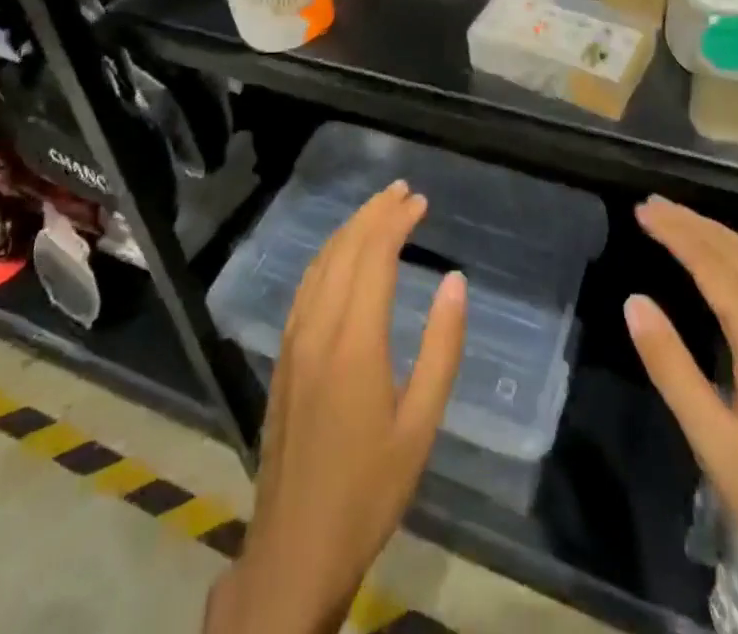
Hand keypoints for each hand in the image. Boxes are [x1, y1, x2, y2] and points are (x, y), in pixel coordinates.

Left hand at [207, 182, 467, 633]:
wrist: (295, 546)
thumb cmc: (369, 488)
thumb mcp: (421, 425)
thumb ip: (442, 347)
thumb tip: (455, 280)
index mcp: (355, 341)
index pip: (374, 256)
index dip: (397, 222)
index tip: (420, 201)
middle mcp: (318, 326)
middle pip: (345, 249)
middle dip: (374, 213)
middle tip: (402, 191)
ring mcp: (294, 338)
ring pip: (320, 262)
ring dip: (350, 228)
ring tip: (377, 209)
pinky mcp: (282, 354)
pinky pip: (305, 285)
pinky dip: (328, 254)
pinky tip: (340, 254)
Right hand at [627, 199, 737, 633]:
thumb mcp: (712, 439)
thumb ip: (671, 366)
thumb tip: (634, 302)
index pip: (713, 265)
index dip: (677, 233)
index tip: (643, 210)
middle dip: (696, 224)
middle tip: (654, 206)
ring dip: (718, 238)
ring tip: (681, 223)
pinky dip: (737, 261)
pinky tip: (724, 270)